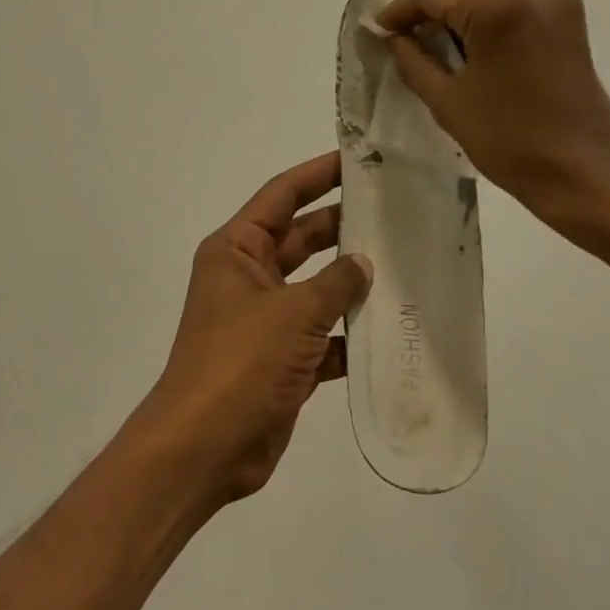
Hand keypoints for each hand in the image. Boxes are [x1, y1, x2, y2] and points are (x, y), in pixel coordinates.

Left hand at [137, 153, 372, 503]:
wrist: (205, 449)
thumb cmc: (241, 363)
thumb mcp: (293, 313)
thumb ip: (335, 283)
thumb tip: (364, 263)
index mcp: (236, 250)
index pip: (281, 196)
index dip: (318, 174)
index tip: (357, 160)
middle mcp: (249, 278)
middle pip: (302, 238)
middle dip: (343, 226)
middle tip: (395, 212)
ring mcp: (265, 321)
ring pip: (316, 287)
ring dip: (351, 282)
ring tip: (404, 264)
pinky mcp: (281, 361)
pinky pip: (322, 336)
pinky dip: (349, 334)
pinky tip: (390, 330)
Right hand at [377, 0, 609, 242]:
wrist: (584, 171)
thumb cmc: (510, 140)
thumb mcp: (447, 101)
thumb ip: (413, 59)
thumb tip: (393, 37)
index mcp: (498, 7)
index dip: (401, 8)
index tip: (380, 28)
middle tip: (409, 29)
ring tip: (438, 34)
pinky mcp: (568, 15)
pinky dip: (488, 3)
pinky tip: (472, 37)